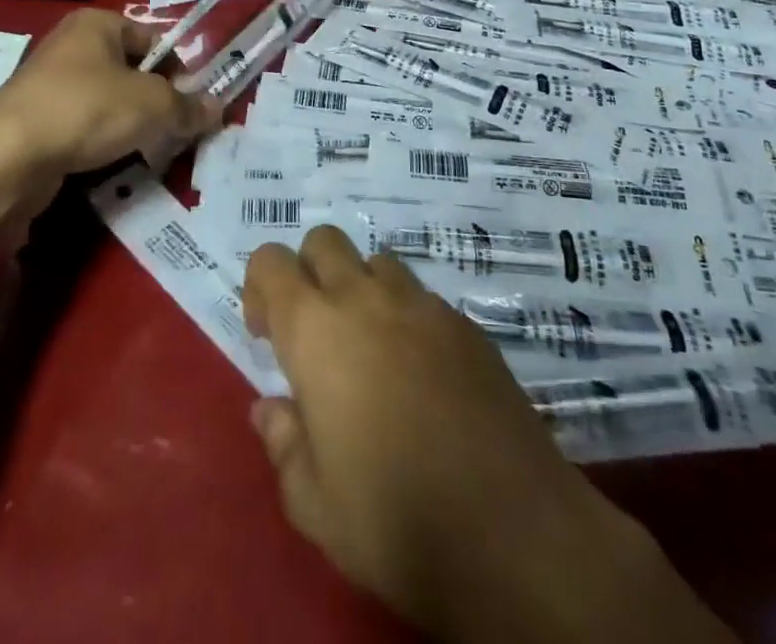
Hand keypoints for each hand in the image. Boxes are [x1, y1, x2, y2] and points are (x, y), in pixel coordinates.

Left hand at [0, 8, 220, 178]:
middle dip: (156, 101)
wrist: (8, 156)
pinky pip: (83, 125)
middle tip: (175, 130)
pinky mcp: (36, 120)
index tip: (192, 104)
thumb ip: (188, 106)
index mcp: (97, 23)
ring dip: (130, 125)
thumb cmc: (87, 109)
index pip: (153, 40)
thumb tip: (218, 109)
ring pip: (108, 101)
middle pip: (131, 71)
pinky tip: (111, 161)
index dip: (178, 70)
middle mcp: (71, 45)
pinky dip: (100, 141)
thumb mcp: (152, 105)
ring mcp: (49, 83)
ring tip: (146, 149)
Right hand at [243, 228, 733, 643]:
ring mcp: (423, 306)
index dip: (261, 287)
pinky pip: (424, 299)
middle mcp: (365, 299)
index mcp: (315, 330)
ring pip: (378, 263)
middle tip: (315, 334)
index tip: (267, 336)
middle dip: (310, 272)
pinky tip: (423, 377)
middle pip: (325, 241)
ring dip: (362, 290)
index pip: (271, 261)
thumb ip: (284, 444)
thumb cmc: (396, 522)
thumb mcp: (315, 505)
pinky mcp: (468, 326)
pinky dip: (409, 319)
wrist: (514, 534)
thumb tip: (271, 408)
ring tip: (371, 351)